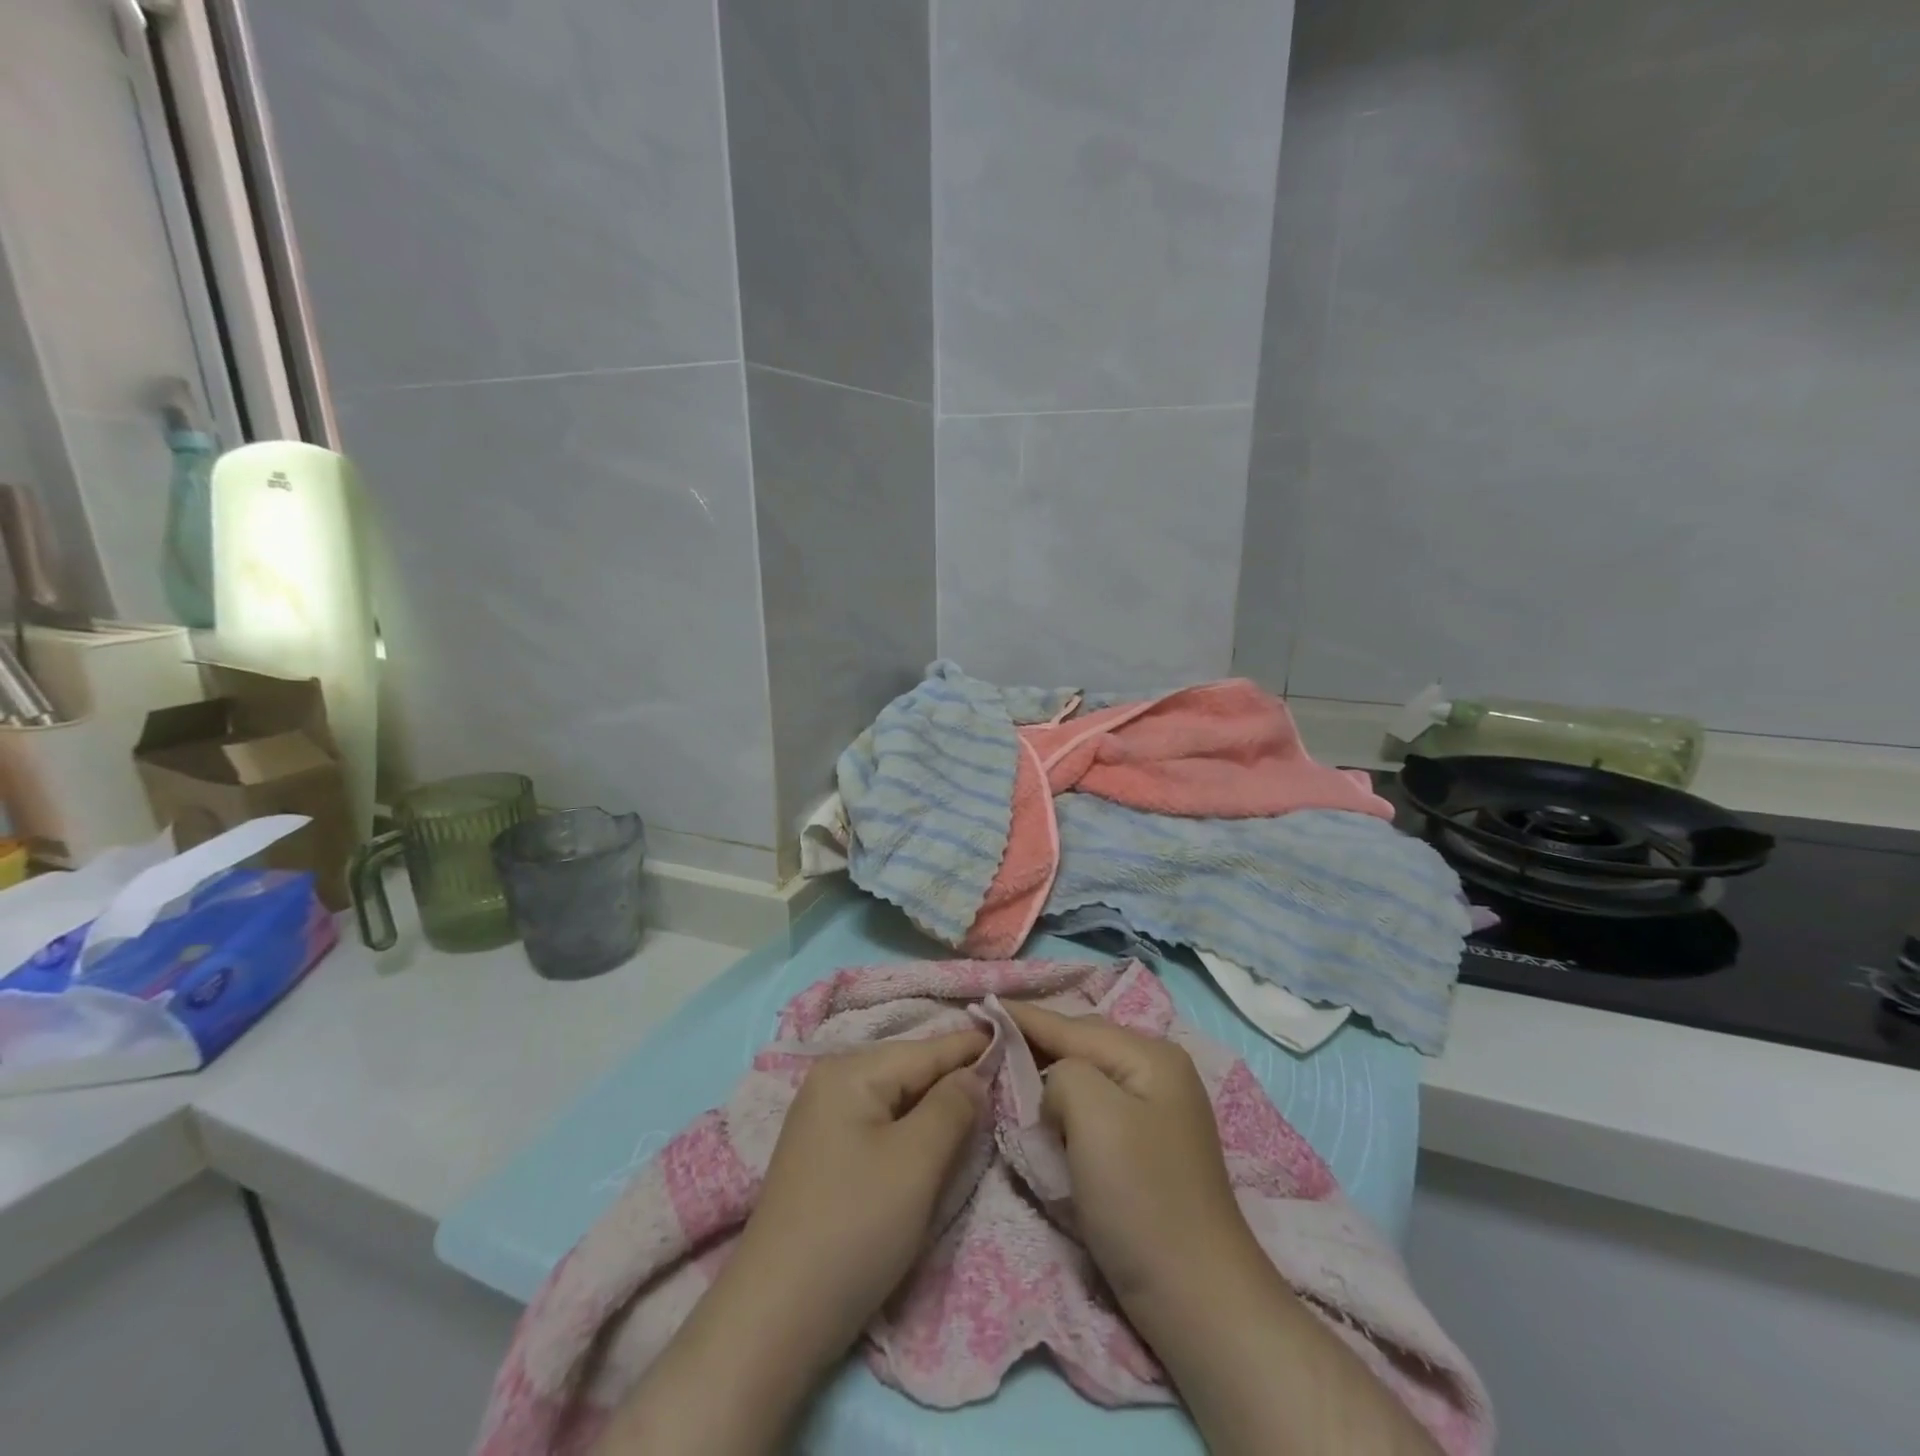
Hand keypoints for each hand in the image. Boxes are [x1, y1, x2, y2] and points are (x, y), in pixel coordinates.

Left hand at [594, 1029, 987, 1455]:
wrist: (776, 1317)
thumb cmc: (855, 1227)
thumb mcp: (916, 1162)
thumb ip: (952, 1106)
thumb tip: (974, 1074)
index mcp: (851, 1070)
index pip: (928, 1049)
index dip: (974, 1048)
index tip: (1017, 1039)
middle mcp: (832, 1081)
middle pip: (910, 1070)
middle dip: (956, 1078)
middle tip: (1007, 1083)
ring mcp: (823, 1119)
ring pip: (897, 1099)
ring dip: (936, 1107)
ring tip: (980, 1110)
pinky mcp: (824, 1154)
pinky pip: (881, 1124)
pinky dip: (912, 1129)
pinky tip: (934, 1140)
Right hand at [1004, 1003, 1256, 1303]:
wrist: (1197, 1298)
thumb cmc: (1142, 1198)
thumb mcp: (1095, 1114)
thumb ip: (1063, 1072)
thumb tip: (1055, 1087)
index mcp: (1150, 1055)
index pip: (1072, 1025)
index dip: (1023, 1017)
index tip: (980, 1006)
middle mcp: (1158, 1072)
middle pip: (1083, 1043)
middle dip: (1037, 1041)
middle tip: (989, 1039)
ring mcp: (1157, 1110)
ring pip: (1088, 1075)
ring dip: (1050, 1074)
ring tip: (1010, 1068)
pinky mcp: (1147, 1147)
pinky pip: (1095, 1108)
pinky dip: (1066, 1105)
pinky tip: (1046, 1111)